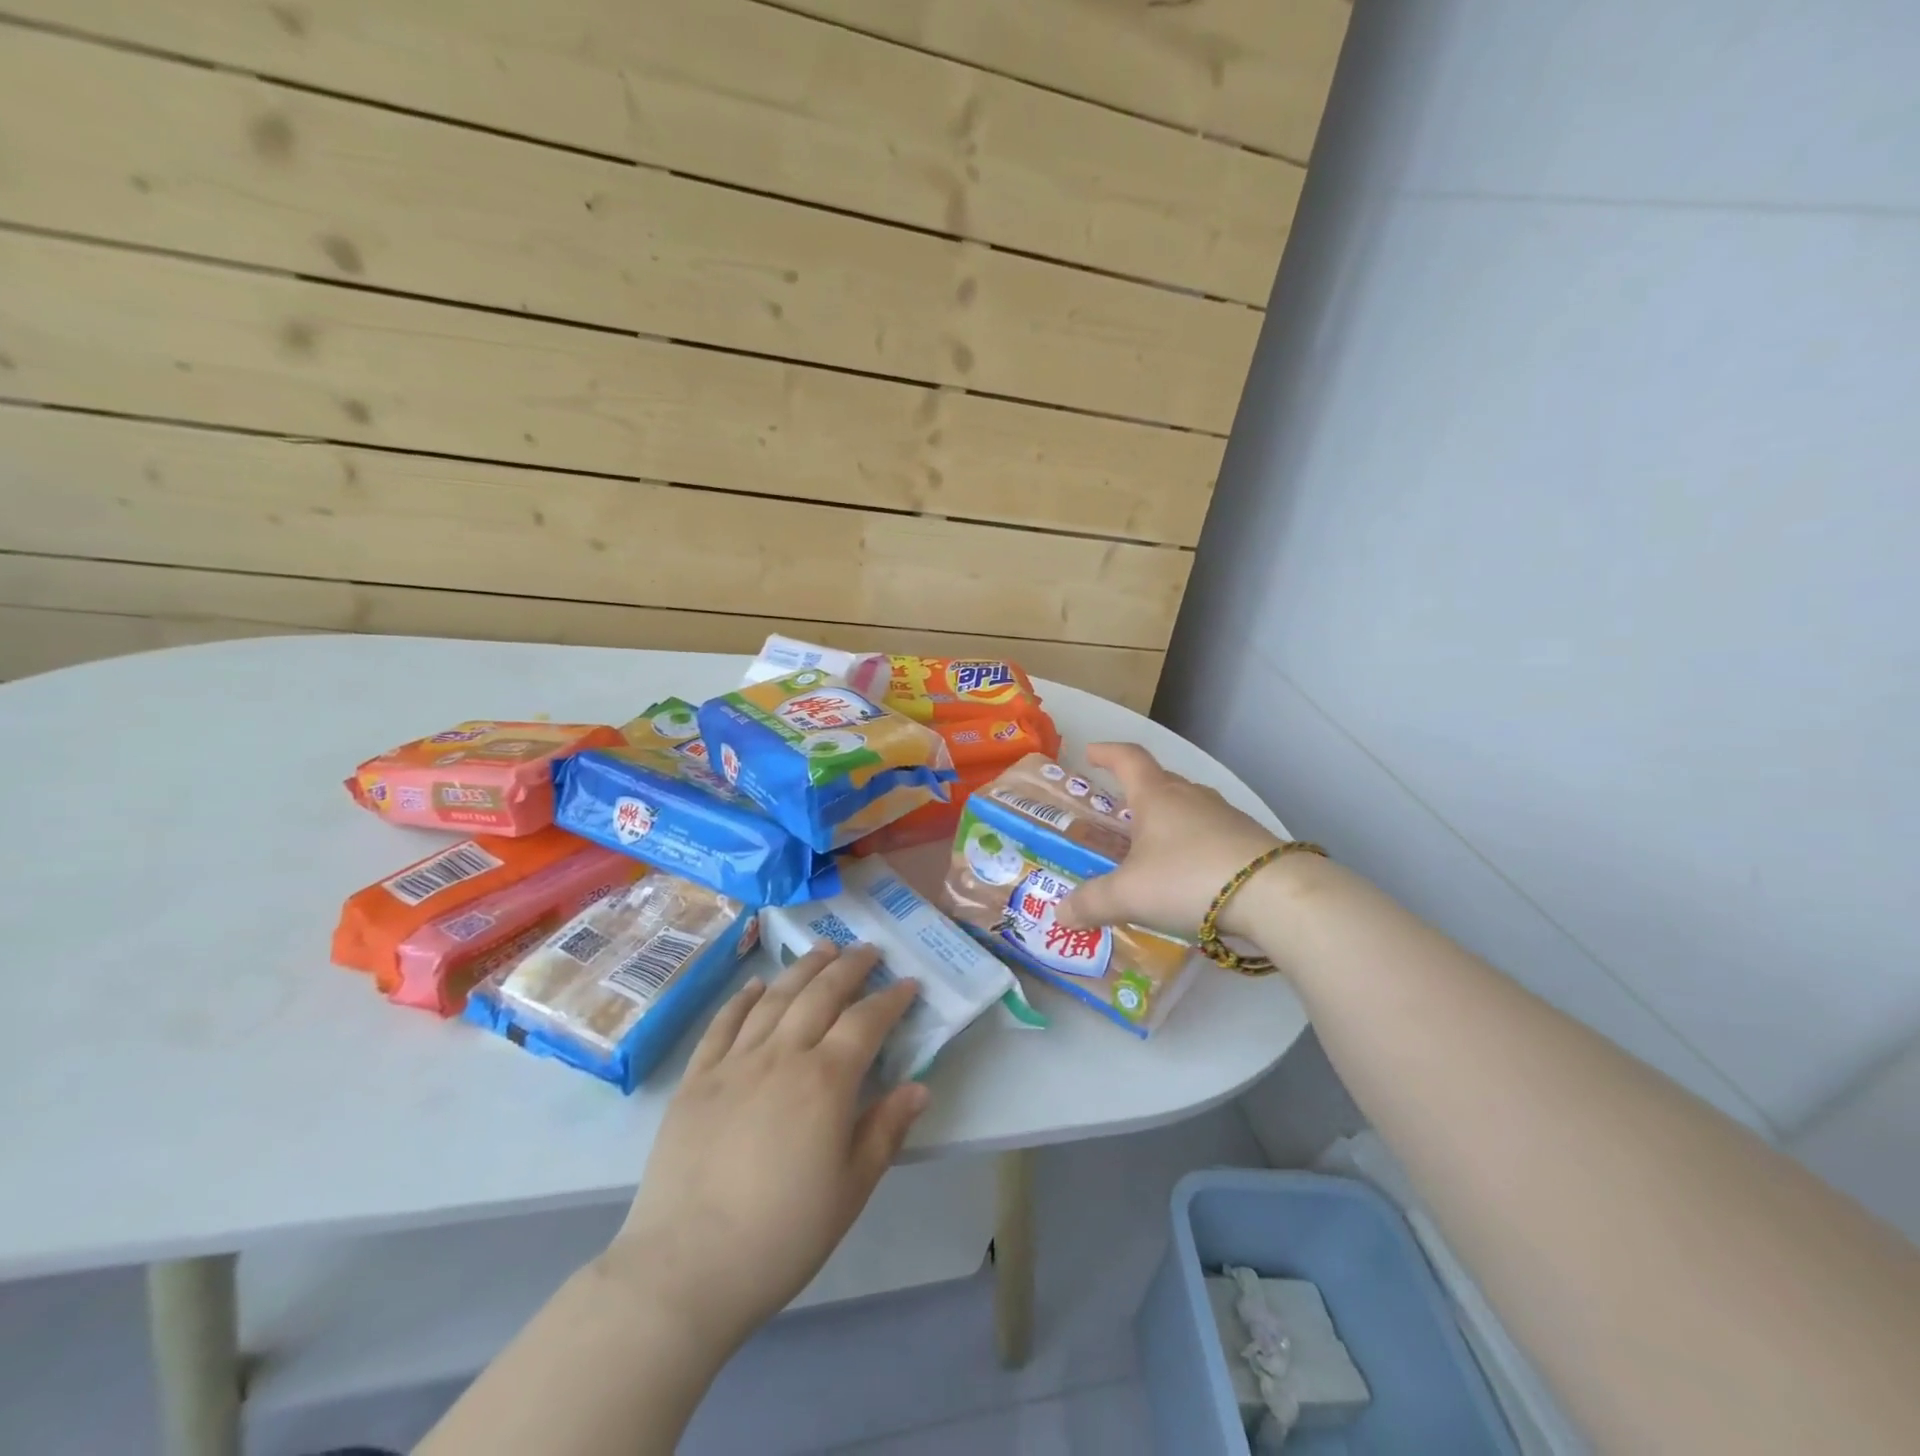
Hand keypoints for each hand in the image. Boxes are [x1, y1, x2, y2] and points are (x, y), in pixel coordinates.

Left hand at [601, 944, 926, 1351]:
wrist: (686, 1268)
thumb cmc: (782, 1236)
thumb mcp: (850, 1190)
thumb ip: (886, 1130)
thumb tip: (919, 1087)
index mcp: (825, 1082)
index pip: (866, 1022)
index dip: (891, 999)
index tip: (908, 983)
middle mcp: (782, 1056)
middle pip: (821, 994)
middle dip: (849, 966)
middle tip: (868, 950)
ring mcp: (734, 1063)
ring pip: (775, 998)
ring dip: (803, 968)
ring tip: (823, 948)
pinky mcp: (696, 1079)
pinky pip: (723, 1024)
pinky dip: (743, 998)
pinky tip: (757, 985)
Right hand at [1055, 742, 1282, 937]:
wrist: (1273, 895)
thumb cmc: (1188, 878)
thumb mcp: (1129, 895)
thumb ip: (1092, 903)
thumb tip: (1059, 914)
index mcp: (1156, 796)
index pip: (1128, 758)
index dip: (1107, 753)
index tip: (1091, 753)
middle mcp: (1191, 797)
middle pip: (1160, 781)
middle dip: (1137, 792)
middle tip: (1119, 811)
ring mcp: (1225, 816)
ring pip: (1188, 807)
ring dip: (1169, 819)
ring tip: (1153, 846)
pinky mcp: (1250, 840)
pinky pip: (1211, 833)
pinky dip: (1194, 845)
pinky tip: (1191, 873)